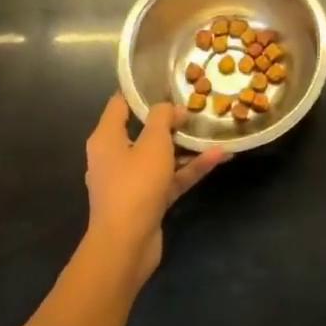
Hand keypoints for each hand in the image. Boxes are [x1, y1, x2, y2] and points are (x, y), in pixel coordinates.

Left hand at [84, 93, 226, 281]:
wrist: (125, 246)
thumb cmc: (134, 185)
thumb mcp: (153, 143)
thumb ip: (163, 119)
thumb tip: (171, 108)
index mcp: (106, 139)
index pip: (119, 104)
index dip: (140, 91)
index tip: (165, 79)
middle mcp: (115, 157)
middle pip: (143, 130)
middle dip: (170, 119)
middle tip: (195, 105)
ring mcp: (131, 181)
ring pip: (161, 156)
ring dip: (186, 146)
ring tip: (213, 130)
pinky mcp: (147, 201)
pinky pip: (170, 178)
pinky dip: (190, 168)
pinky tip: (219, 157)